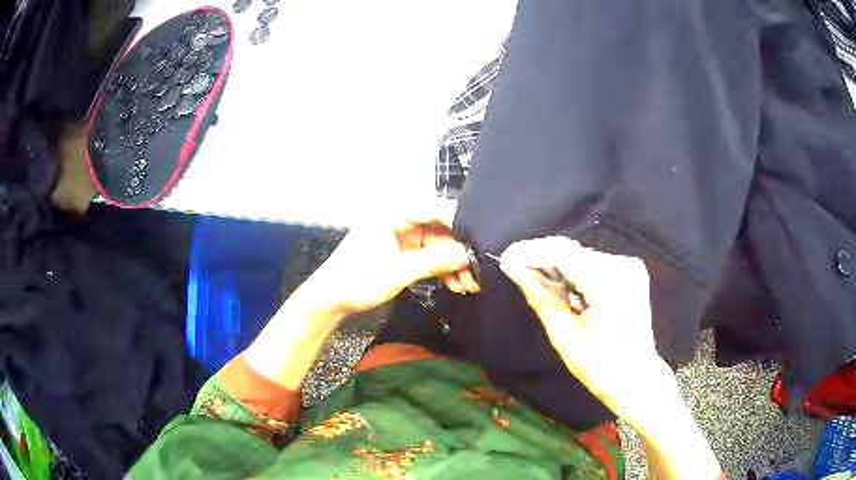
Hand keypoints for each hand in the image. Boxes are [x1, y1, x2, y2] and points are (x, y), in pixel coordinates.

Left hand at [303, 200, 479, 315]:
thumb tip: (469, 254)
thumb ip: (435, 260)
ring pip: (437, 245)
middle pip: (439, 228)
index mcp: (393, 213)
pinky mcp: (403, 254)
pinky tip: (456, 284)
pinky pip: (429, 257)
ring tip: (470, 283)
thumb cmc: (356, 280)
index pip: (433, 208)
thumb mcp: (398, 271)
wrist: (330, 300)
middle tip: (478, 268)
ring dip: (454, 263)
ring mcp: (402, 238)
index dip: (459, 221)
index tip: (482, 237)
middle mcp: (400, 221)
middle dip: (459, 249)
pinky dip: (442, 270)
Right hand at [500, 237, 721, 479]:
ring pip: (581, 256)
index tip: (505, 258)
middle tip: (515, 269)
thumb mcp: (564, 337)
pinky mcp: (630, 271)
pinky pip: (593, 264)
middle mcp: (622, 266)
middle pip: (572, 251)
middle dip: (542, 258)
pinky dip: (573, 271)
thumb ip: (541, 298)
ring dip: (556, 265)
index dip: (531, 251)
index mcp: (609, 283)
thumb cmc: (600, 368)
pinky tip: (560, 286)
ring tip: (534, 280)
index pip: (563, 253)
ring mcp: (629, 267)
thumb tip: (514, 269)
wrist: (637, 377)